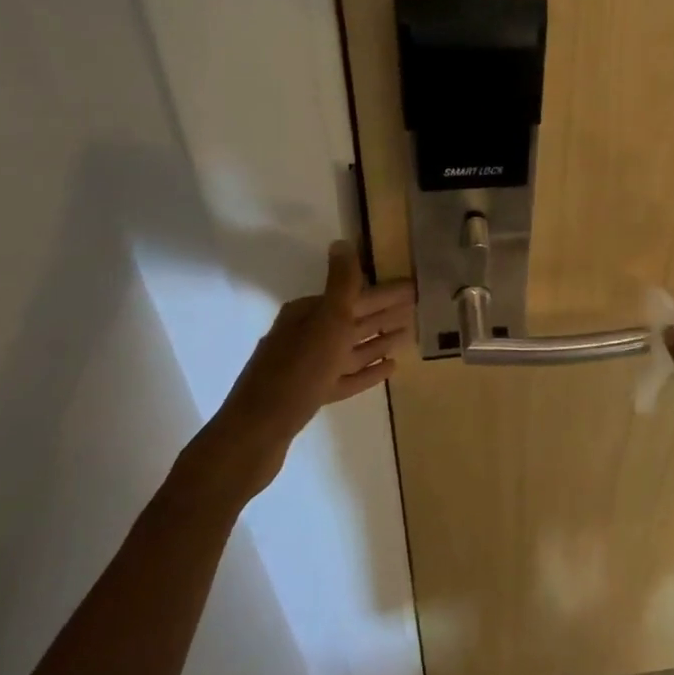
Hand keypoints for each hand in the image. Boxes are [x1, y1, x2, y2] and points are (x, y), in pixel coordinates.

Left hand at [176, 241, 414, 512]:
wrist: (255, 433)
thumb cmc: (296, 373)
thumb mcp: (325, 322)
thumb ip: (340, 284)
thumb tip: (342, 242)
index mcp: (307, 314)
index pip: (353, 295)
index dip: (384, 292)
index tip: (413, 289)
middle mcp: (305, 335)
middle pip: (352, 319)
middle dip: (383, 313)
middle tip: (418, 308)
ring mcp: (307, 367)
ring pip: (350, 348)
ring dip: (378, 341)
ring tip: (408, 335)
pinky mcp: (310, 395)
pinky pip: (345, 377)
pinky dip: (366, 372)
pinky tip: (389, 368)